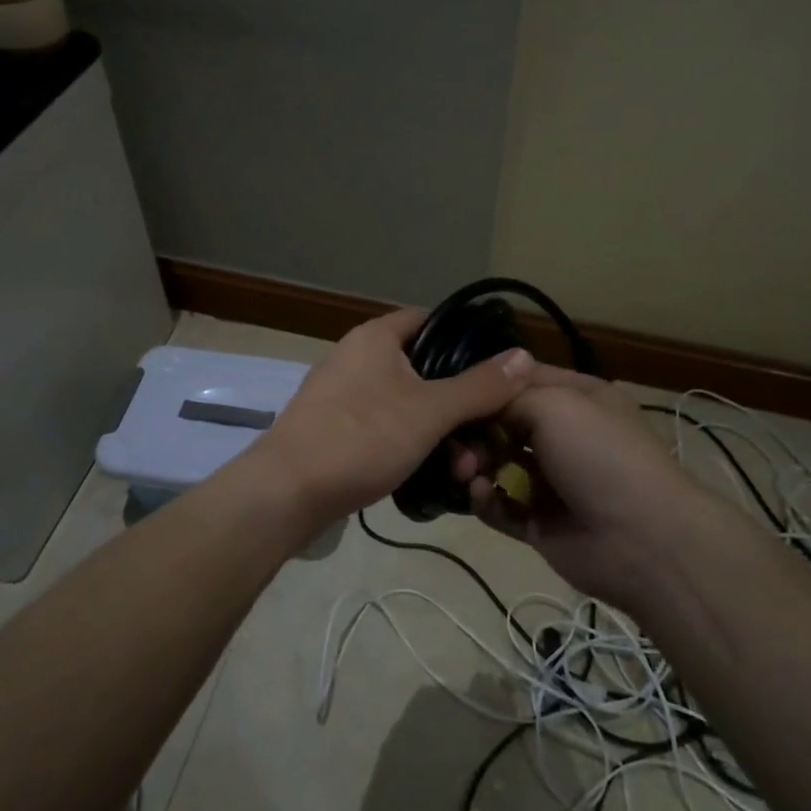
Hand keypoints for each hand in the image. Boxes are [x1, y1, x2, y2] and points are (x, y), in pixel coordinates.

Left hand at [244, 308, 535, 531]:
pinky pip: (382, 425)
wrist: (286, 492)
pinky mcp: (332, 427)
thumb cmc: (361, 438)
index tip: (497, 370)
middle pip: (422, 368)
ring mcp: (340, 393)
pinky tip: (426, 473)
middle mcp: (356, 356)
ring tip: (461, 468)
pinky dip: (407, 443)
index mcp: (376, 338)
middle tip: (483, 436)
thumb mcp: (430, 412)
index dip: (467, 339)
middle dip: (457, 403)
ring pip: (404, 403)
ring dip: (436, 431)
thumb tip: (525, 355)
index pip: (431, 319)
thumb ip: (480, 386)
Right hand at [454, 366, 744, 610]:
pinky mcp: (539, 521)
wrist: (642, 538)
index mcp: (576, 398)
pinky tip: (479, 494)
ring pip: (496, 464)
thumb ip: (507, 398)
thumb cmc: (599, 454)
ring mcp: (550, 480)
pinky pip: (500, 505)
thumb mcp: (553, 404)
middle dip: (474, 430)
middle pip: (502, 423)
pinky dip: (484, 499)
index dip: (487, 384)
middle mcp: (562, 435)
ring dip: (474, 465)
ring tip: (467, 472)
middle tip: (458, 444)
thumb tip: (480, 405)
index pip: (520, 380)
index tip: (454, 392)